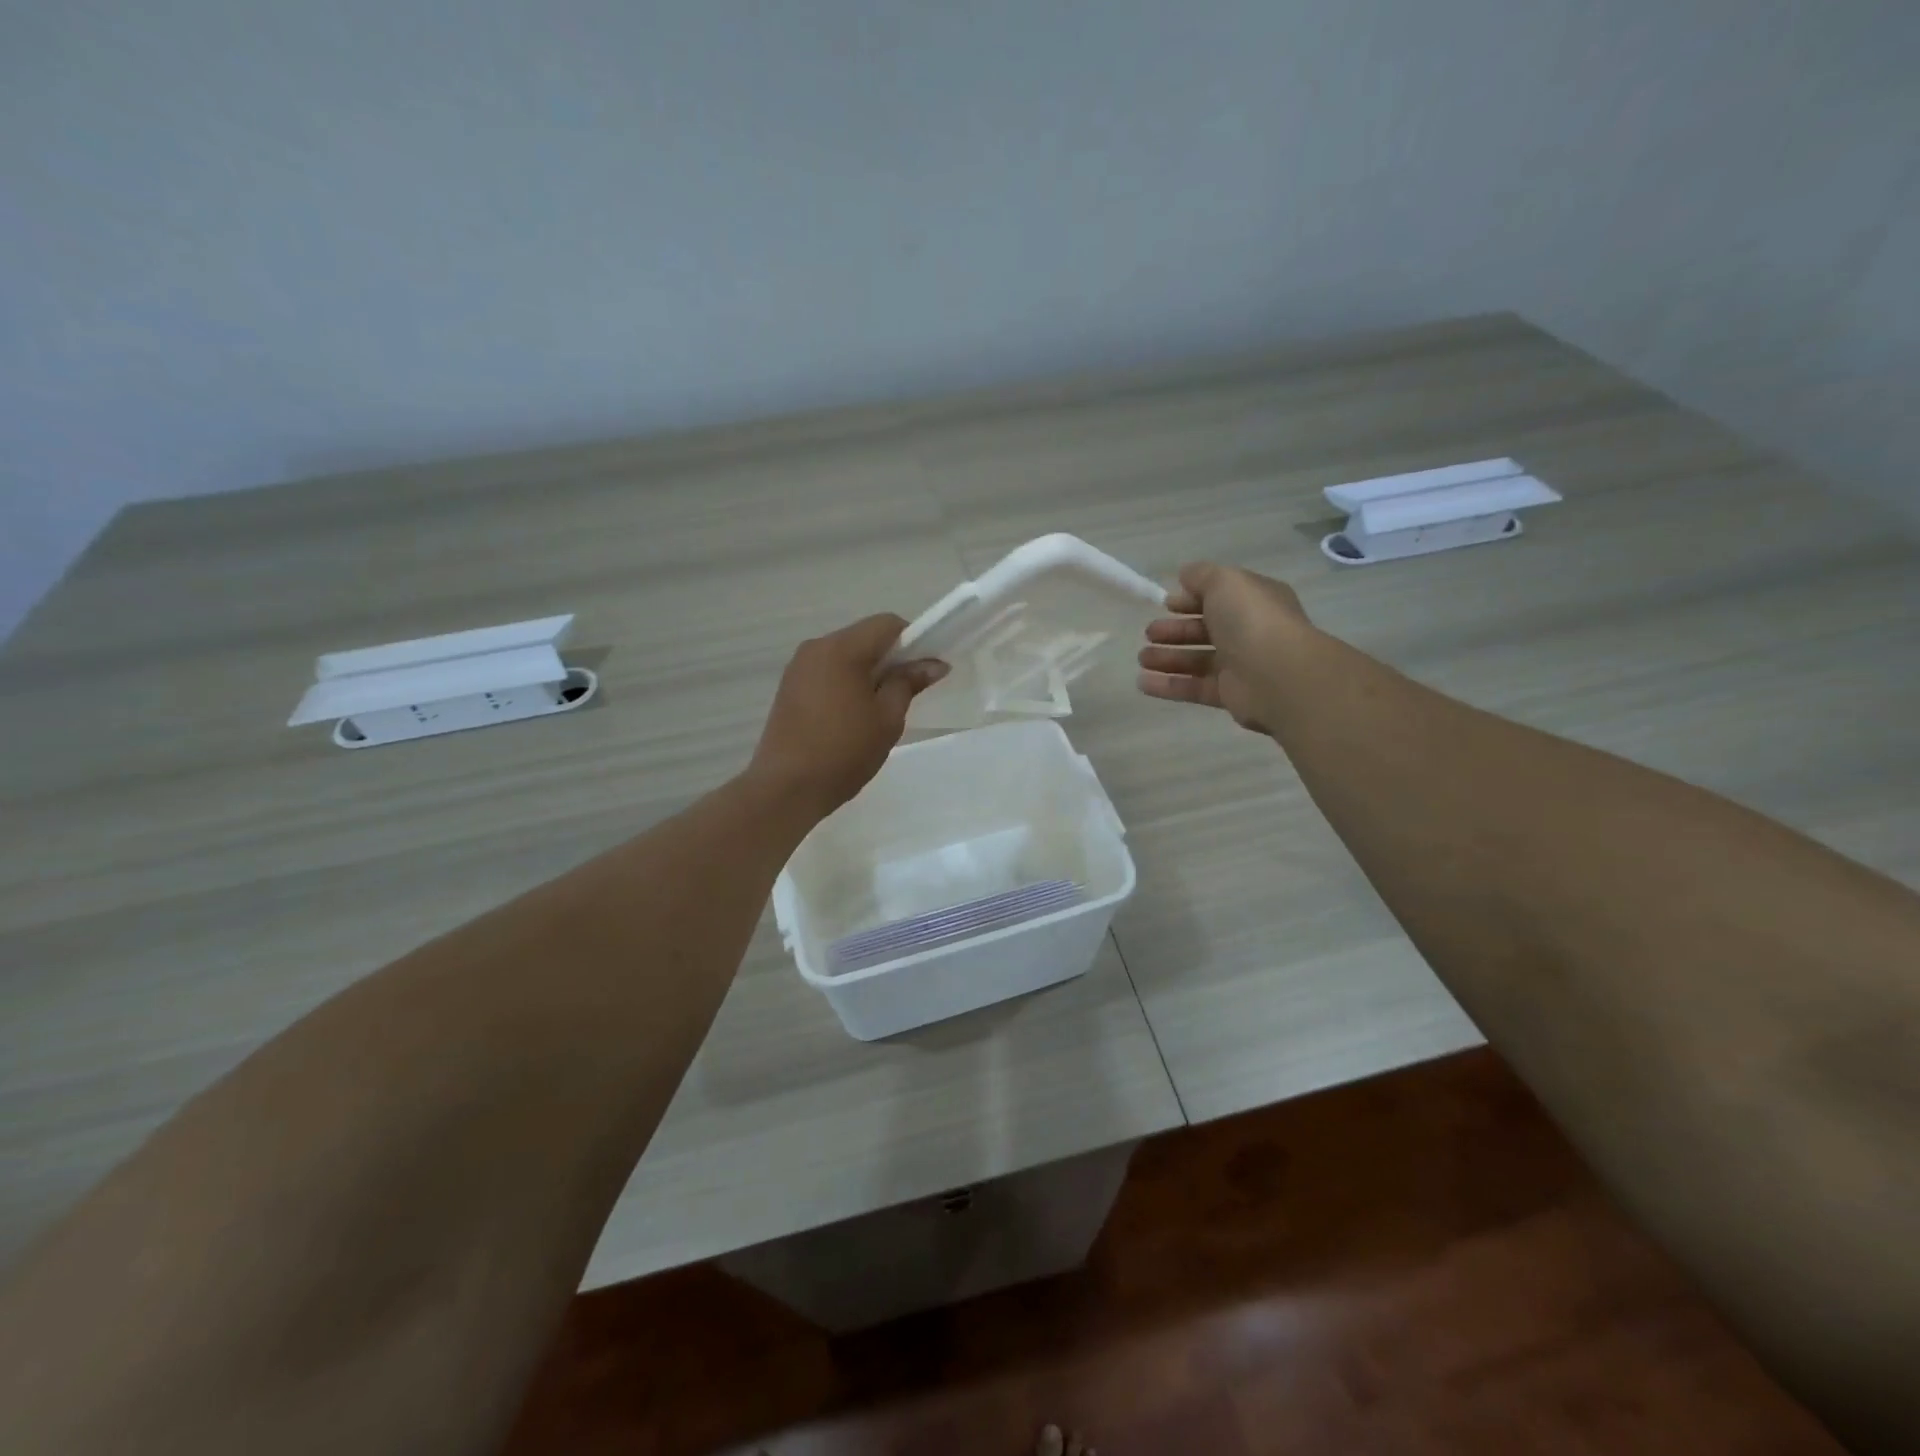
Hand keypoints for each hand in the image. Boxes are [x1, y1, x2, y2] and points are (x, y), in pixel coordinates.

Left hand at [750, 614, 948, 817]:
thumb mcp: (887, 718)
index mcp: (841, 648)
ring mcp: (797, 668)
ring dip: (867, 673)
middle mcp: (815, 647)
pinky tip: (849, 718)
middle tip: (904, 695)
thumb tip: (934, 664)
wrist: (786, 788)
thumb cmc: (844, 751)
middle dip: (889, 659)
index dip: (913, 642)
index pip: (887, 624)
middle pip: (864, 638)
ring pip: (844, 656)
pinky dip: (845, 684)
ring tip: (875, 712)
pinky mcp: (788, 688)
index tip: (923, 672)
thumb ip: (909, 683)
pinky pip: (826, 673)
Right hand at [1137, 563, 1314, 732]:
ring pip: (1197, 660)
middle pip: (1205, 630)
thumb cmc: (1252, 620)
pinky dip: (1168, 685)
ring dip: (1167, 658)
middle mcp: (1248, 632)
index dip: (1192, 599)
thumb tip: (1185, 575)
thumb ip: (1202, 576)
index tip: (1166, 604)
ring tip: (1142, 658)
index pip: (1219, 597)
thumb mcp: (1225, 582)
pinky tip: (1143, 683)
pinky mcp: (1229, 695)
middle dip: (1175, 631)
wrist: (1278, 674)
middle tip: (1149, 633)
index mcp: (1253, 601)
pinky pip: (1194, 688)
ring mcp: (1240, 665)